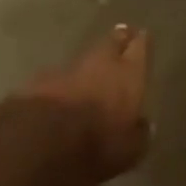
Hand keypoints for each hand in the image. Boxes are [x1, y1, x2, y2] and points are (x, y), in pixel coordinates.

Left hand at [13, 25, 151, 185]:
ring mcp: (68, 68)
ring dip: (90, 62)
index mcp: (128, 74)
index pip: (140, 48)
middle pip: (111, 43)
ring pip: (84, 58)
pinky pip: (60, 76)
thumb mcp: (129, 150)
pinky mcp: (40, 79)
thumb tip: (144, 125)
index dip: (142, 42)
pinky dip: (66, 81)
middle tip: (122, 36)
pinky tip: (65, 91)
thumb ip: (139, 134)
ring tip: (95, 67)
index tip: (143, 35)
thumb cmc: (97, 143)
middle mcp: (100, 63)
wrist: (40, 139)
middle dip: (118, 40)